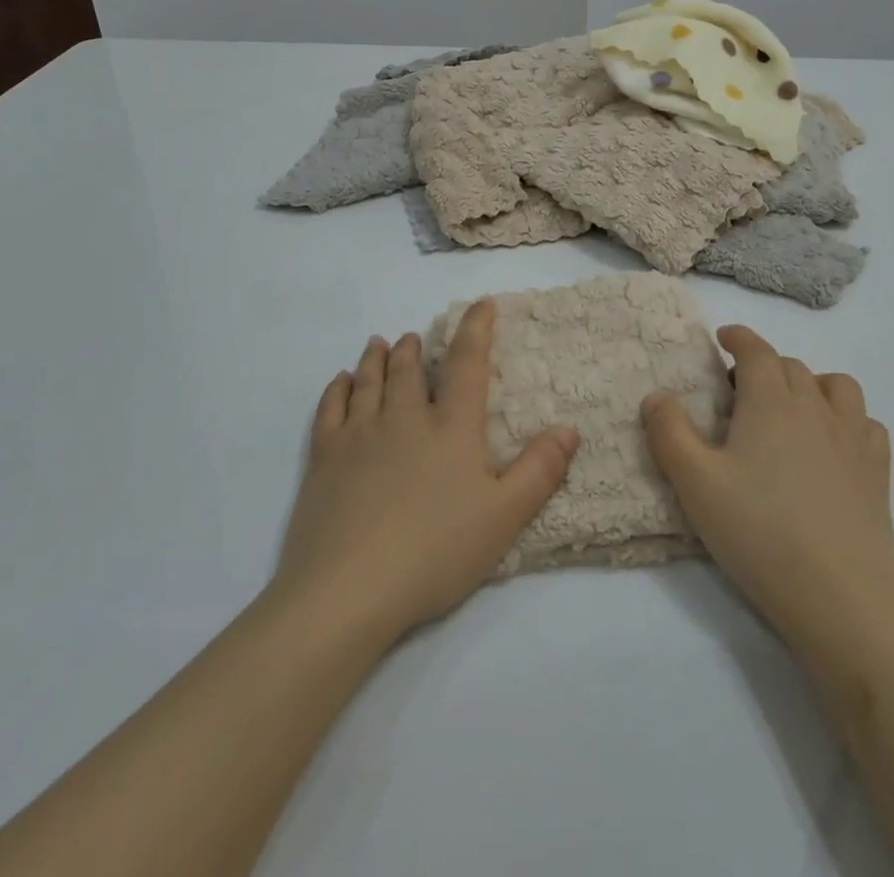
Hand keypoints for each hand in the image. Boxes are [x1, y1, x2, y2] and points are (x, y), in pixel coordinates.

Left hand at [271, 301, 580, 646]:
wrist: (348, 589)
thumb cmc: (435, 552)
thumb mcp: (503, 517)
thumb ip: (539, 471)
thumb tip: (569, 428)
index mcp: (451, 428)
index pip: (467, 364)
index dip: (476, 329)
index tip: (481, 304)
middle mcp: (404, 418)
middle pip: (409, 370)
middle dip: (415, 348)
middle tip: (415, 336)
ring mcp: (359, 435)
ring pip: (370, 381)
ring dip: (377, 358)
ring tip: (380, 344)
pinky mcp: (324, 457)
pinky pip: (330, 408)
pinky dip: (337, 389)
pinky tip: (340, 382)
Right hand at [641, 326, 893, 682]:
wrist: (839, 597)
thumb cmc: (758, 532)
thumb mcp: (695, 483)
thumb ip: (669, 432)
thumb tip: (657, 396)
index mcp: (771, 401)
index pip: (756, 351)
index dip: (739, 338)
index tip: (724, 337)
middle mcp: (815, 407)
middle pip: (791, 366)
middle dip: (764, 366)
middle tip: (740, 392)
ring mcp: (853, 438)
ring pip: (837, 386)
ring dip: (812, 384)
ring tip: (793, 409)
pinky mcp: (878, 472)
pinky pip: (868, 424)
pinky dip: (848, 420)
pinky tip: (835, 445)